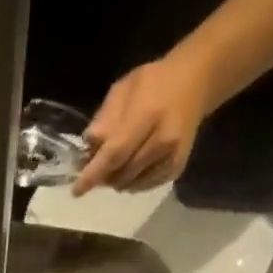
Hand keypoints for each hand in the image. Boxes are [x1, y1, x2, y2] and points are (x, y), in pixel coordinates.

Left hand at [74, 56, 211, 195]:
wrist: (196, 82)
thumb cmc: (154, 82)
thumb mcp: (124, 89)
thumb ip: (104, 120)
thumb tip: (87, 150)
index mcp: (148, 115)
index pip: (115, 153)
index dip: (94, 174)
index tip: (76, 190)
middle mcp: (162, 140)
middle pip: (122, 174)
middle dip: (103, 177)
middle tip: (95, 170)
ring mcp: (172, 157)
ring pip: (131, 184)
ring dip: (116, 181)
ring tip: (114, 166)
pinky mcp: (177, 168)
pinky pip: (144, 186)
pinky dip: (132, 182)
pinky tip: (131, 167)